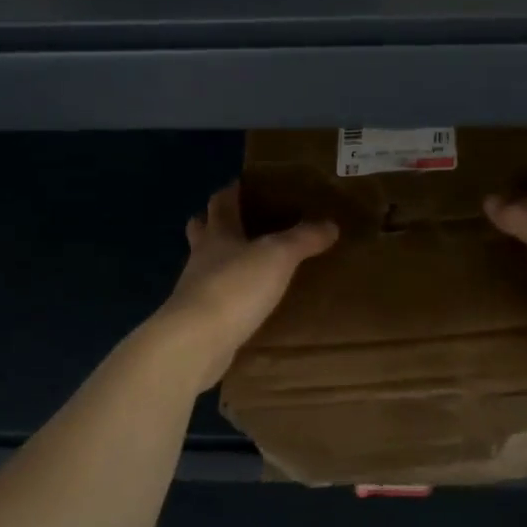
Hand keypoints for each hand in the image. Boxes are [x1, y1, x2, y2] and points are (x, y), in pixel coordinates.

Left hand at [154, 183, 337, 388]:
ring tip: (249, 265)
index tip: (244, 184)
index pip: (221, 202)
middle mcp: (202, 257)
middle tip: (240, 222)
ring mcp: (196, 291)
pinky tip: (246, 305)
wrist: (196, 342)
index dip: (232, 191)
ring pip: (206, 266)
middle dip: (215, 223)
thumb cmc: (234, 287)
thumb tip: (330, 224)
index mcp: (218, 233)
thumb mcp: (277, 256)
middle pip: (202, 230)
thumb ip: (303, 239)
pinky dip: (228, 297)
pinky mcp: (199, 322)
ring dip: (222, 262)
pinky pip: (215, 301)